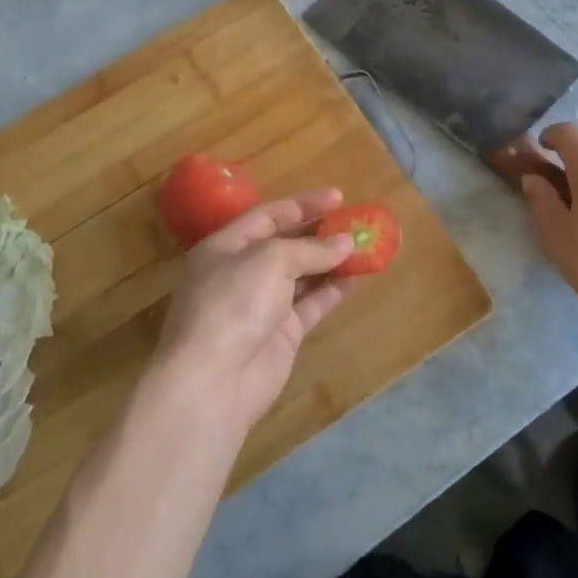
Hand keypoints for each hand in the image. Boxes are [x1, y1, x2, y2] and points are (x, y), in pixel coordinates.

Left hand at [147, 190, 355, 444]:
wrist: (213, 380)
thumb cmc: (233, 303)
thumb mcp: (270, 259)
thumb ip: (310, 248)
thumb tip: (345, 242)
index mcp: (225, 246)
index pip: (267, 216)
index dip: (302, 205)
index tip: (339, 197)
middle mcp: (241, 273)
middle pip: (286, 245)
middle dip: (320, 234)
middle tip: (356, 224)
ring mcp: (261, 306)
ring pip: (302, 276)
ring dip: (331, 262)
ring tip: (364, 248)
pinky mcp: (280, 335)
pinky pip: (310, 305)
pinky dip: (331, 291)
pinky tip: (355, 279)